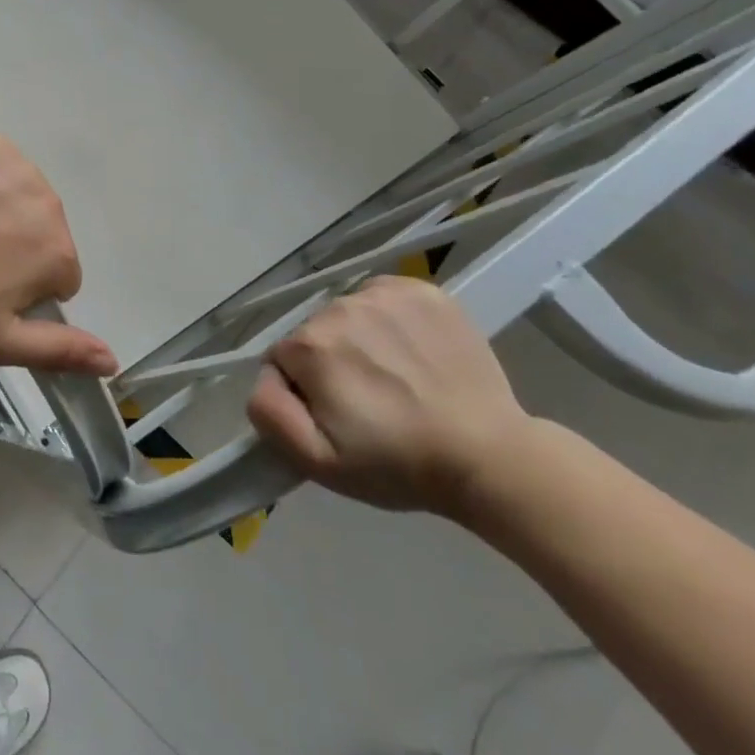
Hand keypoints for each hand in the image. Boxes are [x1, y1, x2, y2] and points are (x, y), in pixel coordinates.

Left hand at [0, 131, 117, 377]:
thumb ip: (60, 351)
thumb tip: (113, 360)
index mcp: (59, 253)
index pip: (59, 278)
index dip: (25, 290)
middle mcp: (51, 203)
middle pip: (43, 233)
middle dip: (17, 248)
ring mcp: (19, 164)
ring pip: (22, 196)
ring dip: (0, 210)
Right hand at [246, 275, 532, 518]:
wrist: (491, 457)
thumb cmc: (398, 464)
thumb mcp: (318, 461)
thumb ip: (269, 413)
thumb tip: (264, 376)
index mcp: (309, 346)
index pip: (283, 359)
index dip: (304, 390)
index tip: (338, 416)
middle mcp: (338, 307)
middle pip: (315, 333)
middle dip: (331, 362)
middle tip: (369, 402)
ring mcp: (383, 295)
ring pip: (348, 313)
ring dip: (359, 338)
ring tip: (396, 377)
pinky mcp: (422, 290)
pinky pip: (382, 295)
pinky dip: (388, 317)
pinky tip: (411, 349)